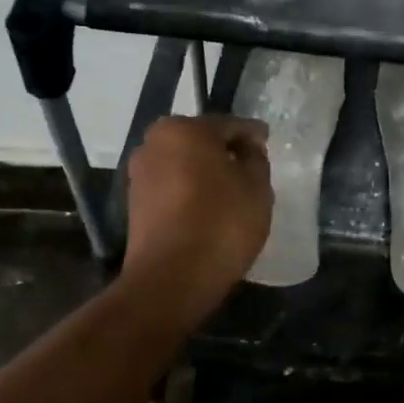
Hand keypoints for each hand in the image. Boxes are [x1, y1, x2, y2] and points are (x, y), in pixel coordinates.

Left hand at [123, 115, 271, 312]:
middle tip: (251, 170)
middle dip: (225, 153)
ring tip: (232, 193)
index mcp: (184, 129)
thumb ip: (255, 158)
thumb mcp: (257, 186)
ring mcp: (140, 174)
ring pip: (184, 165)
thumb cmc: (222, 222)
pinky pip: (173, 188)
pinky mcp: (135, 204)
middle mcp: (154, 143)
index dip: (253, 135)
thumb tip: (247, 149)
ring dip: (206, 174)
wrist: (173, 277)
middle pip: (201, 141)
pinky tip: (210, 210)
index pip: (229, 124)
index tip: (268, 144)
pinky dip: (191, 193)